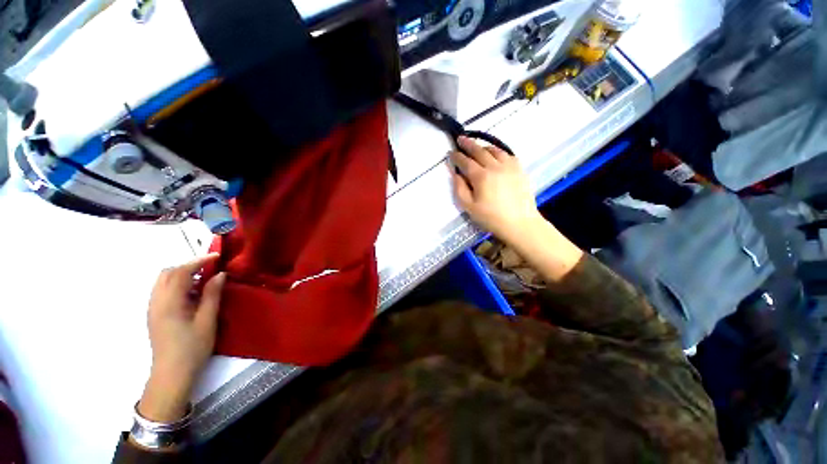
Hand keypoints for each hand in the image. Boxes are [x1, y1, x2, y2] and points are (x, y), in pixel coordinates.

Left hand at [139, 254, 225, 421]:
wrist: (171, 374)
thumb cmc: (192, 347)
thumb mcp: (207, 320)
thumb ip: (212, 294)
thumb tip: (220, 274)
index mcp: (169, 302)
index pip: (181, 272)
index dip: (199, 261)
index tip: (218, 257)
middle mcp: (156, 301)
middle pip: (168, 273)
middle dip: (189, 266)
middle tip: (210, 268)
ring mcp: (153, 308)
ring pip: (163, 281)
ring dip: (182, 275)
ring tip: (203, 281)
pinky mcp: (155, 315)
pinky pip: (163, 291)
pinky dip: (178, 285)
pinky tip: (192, 295)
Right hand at [451, 137, 582, 280]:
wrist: (520, 223)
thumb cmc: (491, 218)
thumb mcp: (469, 207)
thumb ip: (460, 189)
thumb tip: (456, 174)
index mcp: (481, 176)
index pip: (465, 162)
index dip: (457, 156)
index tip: (451, 153)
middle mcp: (495, 166)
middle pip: (479, 151)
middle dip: (468, 144)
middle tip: (461, 139)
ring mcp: (509, 166)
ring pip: (494, 150)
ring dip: (483, 147)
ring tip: (477, 147)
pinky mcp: (519, 169)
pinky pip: (507, 154)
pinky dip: (498, 152)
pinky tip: (496, 155)